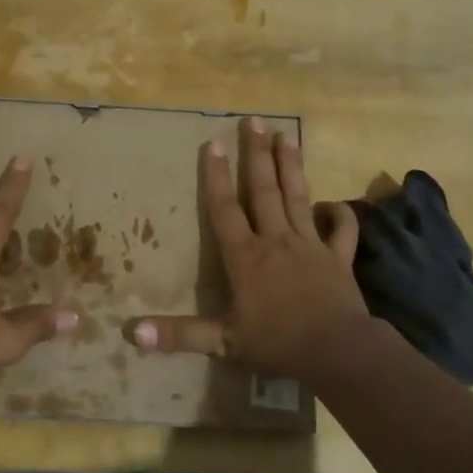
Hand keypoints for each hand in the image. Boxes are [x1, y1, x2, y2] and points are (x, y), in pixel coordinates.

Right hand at [128, 118, 369, 378]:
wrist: (337, 351)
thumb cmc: (277, 343)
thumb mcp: (222, 342)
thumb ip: (178, 335)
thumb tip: (130, 332)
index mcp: (246, 257)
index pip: (225, 209)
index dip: (216, 177)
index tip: (213, 143)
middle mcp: (276, 241)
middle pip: (264, 191)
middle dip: (257, 155)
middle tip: (254, 121)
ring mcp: (310, 246)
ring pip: (299, 198)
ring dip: (292, 167)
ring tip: (287, 137)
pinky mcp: (338, 259)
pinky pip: (341, 230)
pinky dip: (339, 215)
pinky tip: (334, 203)